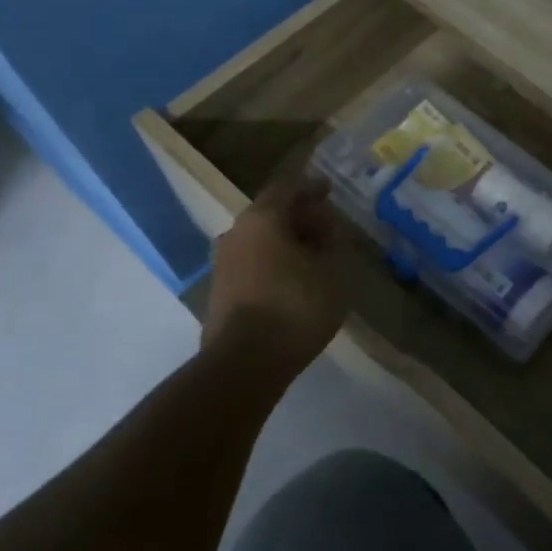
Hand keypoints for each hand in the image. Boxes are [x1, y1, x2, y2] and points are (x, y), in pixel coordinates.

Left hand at [204, 175, 347, 373]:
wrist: (244, 362)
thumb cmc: (295, 306)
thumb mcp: (332, 272)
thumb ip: (331, 244)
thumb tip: (324, 233)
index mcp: (263, 218)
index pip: (288, 189)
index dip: (311, 188)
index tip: (328, 190)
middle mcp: (236, 232)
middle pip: (270, 213)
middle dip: (299, 217)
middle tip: (325, 227)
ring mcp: (223, 262)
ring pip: (259, 239)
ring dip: (285, 241)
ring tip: (312, 255)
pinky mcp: (219, 290)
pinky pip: (251, 262)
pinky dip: (273, 261)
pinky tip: (292, 278)